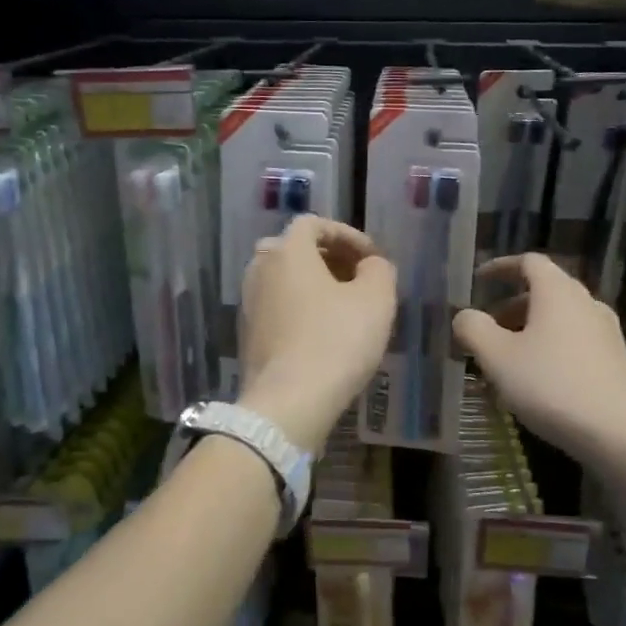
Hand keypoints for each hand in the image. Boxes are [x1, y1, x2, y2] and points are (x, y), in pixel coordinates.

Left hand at [238, 216, 396, 450]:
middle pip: (294, 249)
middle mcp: (259, 269)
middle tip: (358, 277)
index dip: (347, 234)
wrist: (288, 402)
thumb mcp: (376, 299)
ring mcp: (248, 303)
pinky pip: (277, 306)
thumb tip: (371, 265)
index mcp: (286, 251)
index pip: (313, 224)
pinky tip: (323, 333)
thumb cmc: (336, 340)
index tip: (372, 257)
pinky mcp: (247, 334)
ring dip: (314, 284)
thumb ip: (379, 270)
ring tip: (344, 306)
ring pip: (284, 279)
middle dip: (329, 258)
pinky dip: (300, 308)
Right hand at [453, 253, 625, 460]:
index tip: (479, 280)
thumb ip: (473, 329)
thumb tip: (464, 316)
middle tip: (486, 330)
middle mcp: (585, 303)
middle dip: (510, 307)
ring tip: (505, 362)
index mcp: (557, 292)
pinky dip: (549, 349)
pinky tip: (535, 383)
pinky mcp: (615, 361)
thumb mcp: (497, 357)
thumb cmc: (551, 386)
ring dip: (528, 332)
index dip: (500, 267)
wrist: (621, 434)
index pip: (528, 262)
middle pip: (544, 291)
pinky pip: (573, 342)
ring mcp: (605, 332)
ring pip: (558, 320)